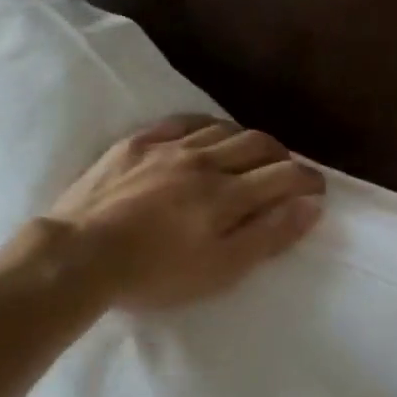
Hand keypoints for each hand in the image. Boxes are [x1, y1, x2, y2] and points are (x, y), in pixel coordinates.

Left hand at [47, 114, 325, 309]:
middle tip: (287, 172)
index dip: (308, 180)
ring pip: (221, 129)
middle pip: (257, 143)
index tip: (317, 189)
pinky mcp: (136, 143)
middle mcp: (204, 161)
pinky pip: (181, 122)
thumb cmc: (155, 274)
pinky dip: (205, 126)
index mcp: (227, 195)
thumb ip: (268, 235)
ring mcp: (168, 147)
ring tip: (249, 155)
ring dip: (246, 140)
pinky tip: (206, 135)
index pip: (283, 175)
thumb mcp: (220, 269)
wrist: (79, 256)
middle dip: (282, 155)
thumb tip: (310, 205)